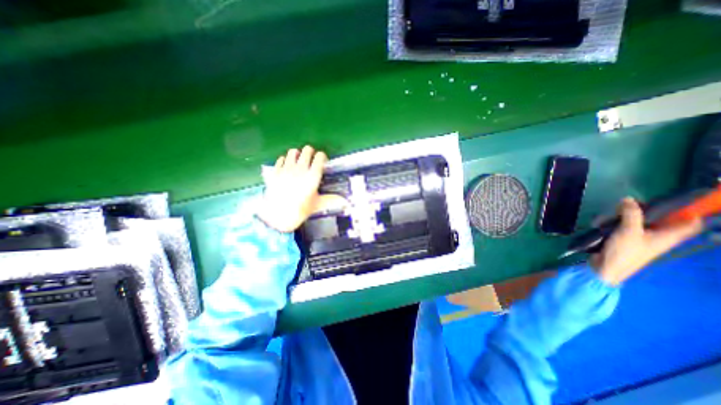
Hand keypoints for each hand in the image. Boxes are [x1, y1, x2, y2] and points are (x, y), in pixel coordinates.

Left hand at [258, 146, 347, 231]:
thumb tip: (345, 202)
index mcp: (313, 176)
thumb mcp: (318, 205)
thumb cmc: (300, 210)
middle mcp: (300, 169)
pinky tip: (287, 167)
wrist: (278, 216)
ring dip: (297, 154)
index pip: (320, 157)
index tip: (322, 161)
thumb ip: (332, 200)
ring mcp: (286, 169)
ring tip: (298, 162)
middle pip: (307, 150)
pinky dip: (285, 161)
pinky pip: (281, 159)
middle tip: (311, 160)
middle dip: (310, 153)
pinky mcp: (275, 171)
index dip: (322, 157)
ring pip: (293, 152)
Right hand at [591, 198, 704, 285]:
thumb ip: (630, 214)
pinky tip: (606, 222)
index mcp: (668, 236)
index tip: (675, 202)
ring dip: (627, 216)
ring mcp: (641, 239)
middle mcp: (658, 237)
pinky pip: (625, 228)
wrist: (608, 268)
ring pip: (640, 223)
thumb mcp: (628, 231)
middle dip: (647, 211)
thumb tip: (629, 199)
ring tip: (614, 213)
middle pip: (661, 220)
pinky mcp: (625, 241)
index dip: (688, 212)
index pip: (690, 223)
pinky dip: (618, 223)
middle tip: (632, 204)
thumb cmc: (625, 251)